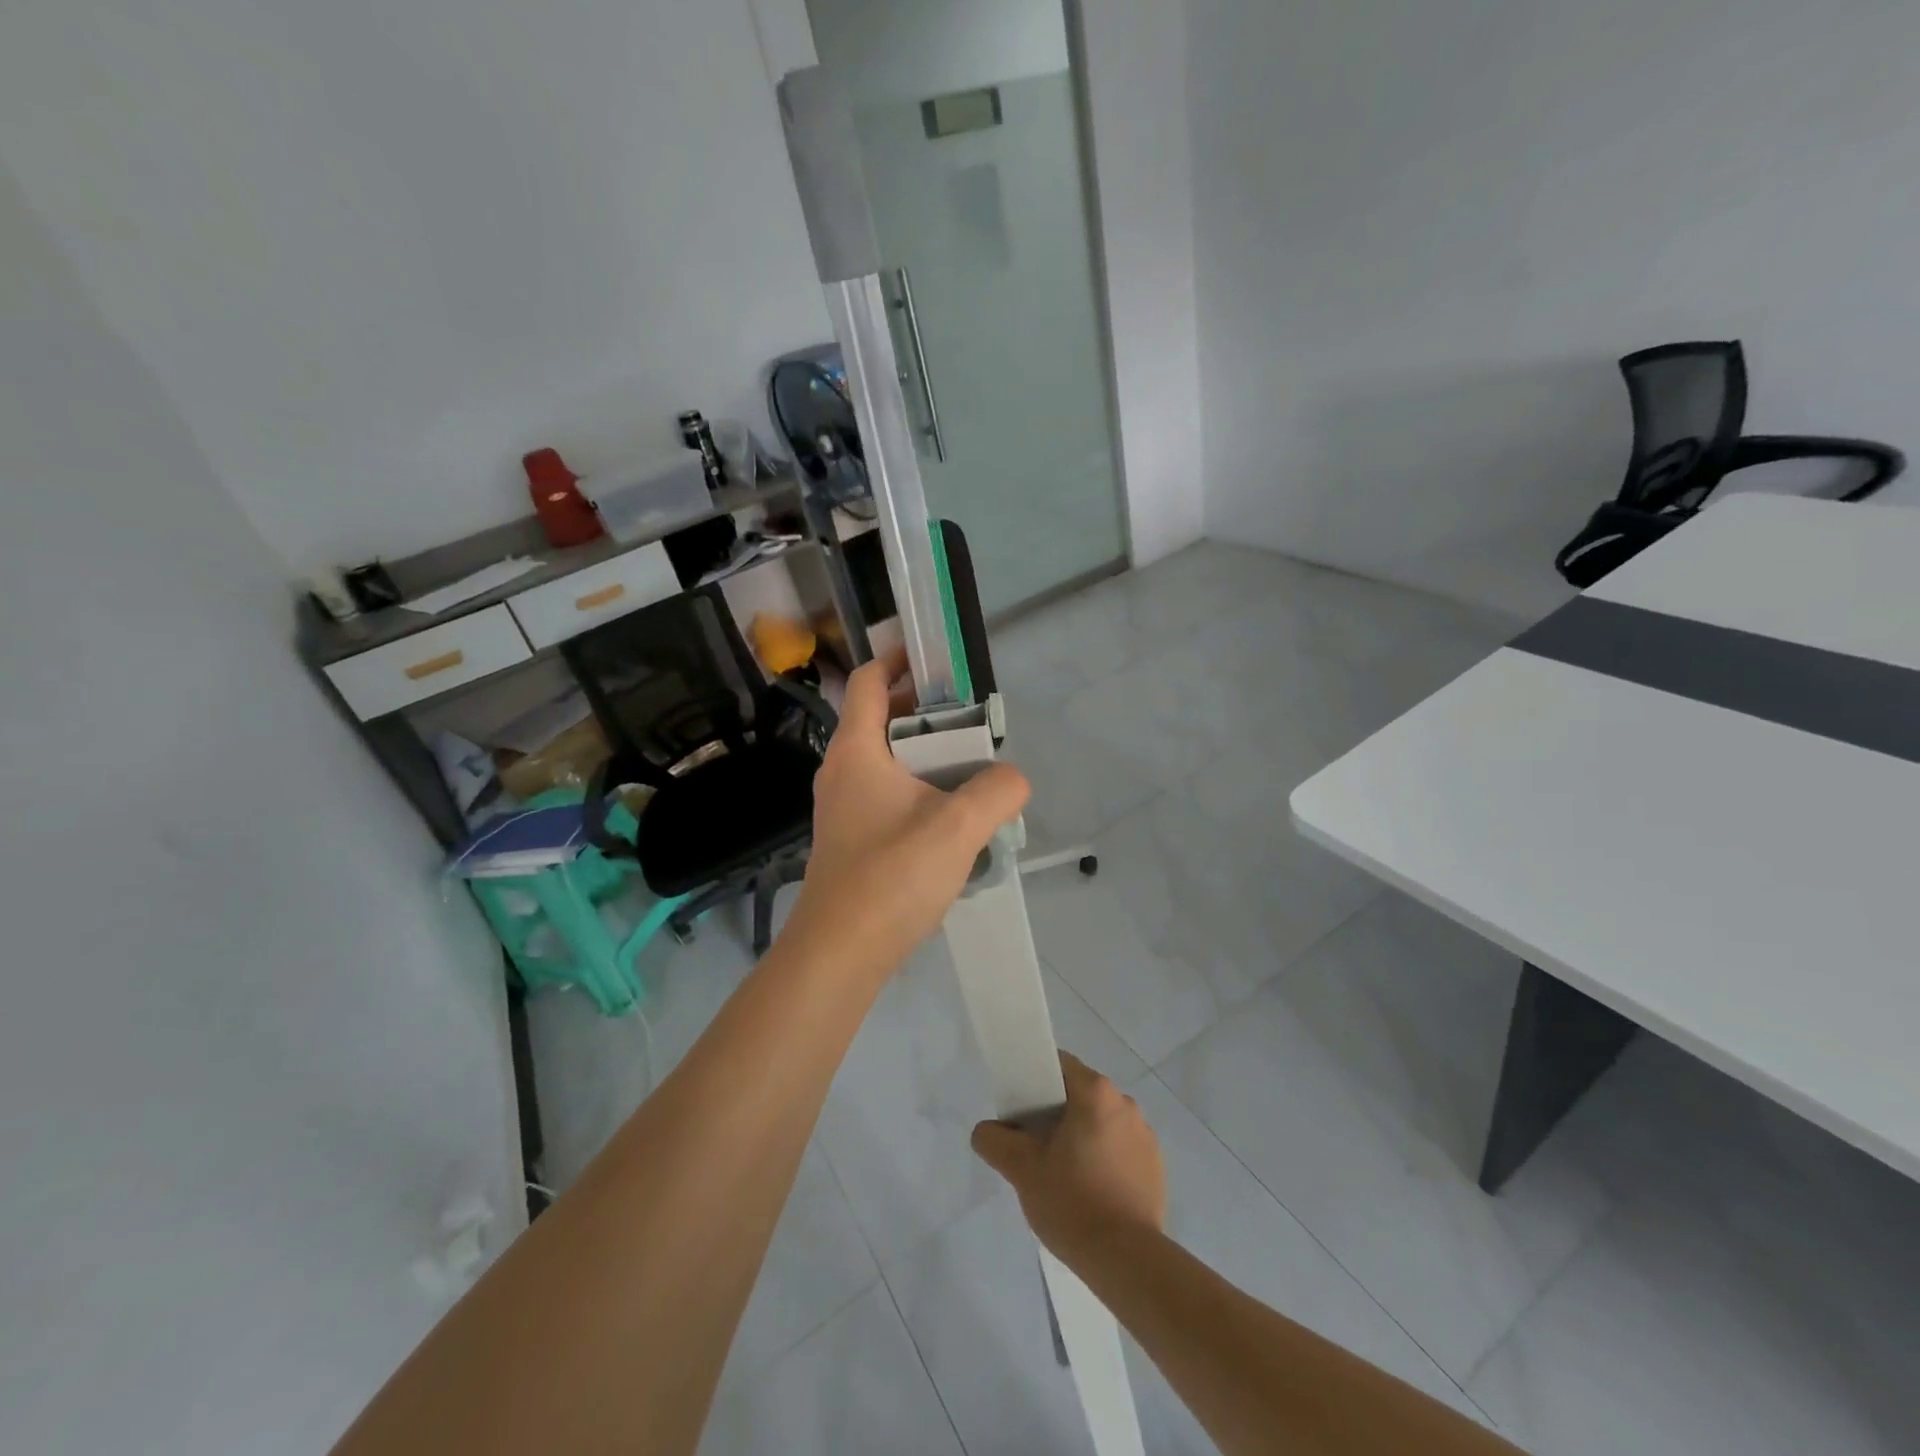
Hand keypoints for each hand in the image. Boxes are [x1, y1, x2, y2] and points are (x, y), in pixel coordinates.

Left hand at [785, 653, 1029, 981]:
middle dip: (926, 714)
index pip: (869, 682)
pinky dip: (918, 791)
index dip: (898, 660)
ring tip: (972, 774)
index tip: (936, 659)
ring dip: (926, 758)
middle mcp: (842, 771)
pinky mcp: (851, 839)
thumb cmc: (891, 877)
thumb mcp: (958, 827)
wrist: (839, 954)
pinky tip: (951, 822)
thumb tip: (1012, 778)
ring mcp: (842, 807)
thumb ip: (996, 791)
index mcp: (856, 750)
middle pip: (881, 720)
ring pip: (886, 762)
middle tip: (973, 726)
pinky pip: (886, 796)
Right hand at [971, 1053, 1166, 1263]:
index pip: (1059, 1066)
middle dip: (1057, 1115)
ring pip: (1101, 1122)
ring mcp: (1144, 1134)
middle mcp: (1125, 1102)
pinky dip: (1104, 1160)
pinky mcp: (1155, 1165)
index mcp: (1095, 1092)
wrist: (1127, 1261)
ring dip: (1082, 1137)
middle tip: (1036, 1149)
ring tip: (1064, 1176)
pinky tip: (1091, 1193)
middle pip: (1080, 1095)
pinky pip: (1121, 1148)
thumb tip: (987, 1130)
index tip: (1022, 1113)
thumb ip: (995, 1140)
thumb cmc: (1072, 1203)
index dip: (1035, 1082)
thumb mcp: (1021, 1170)